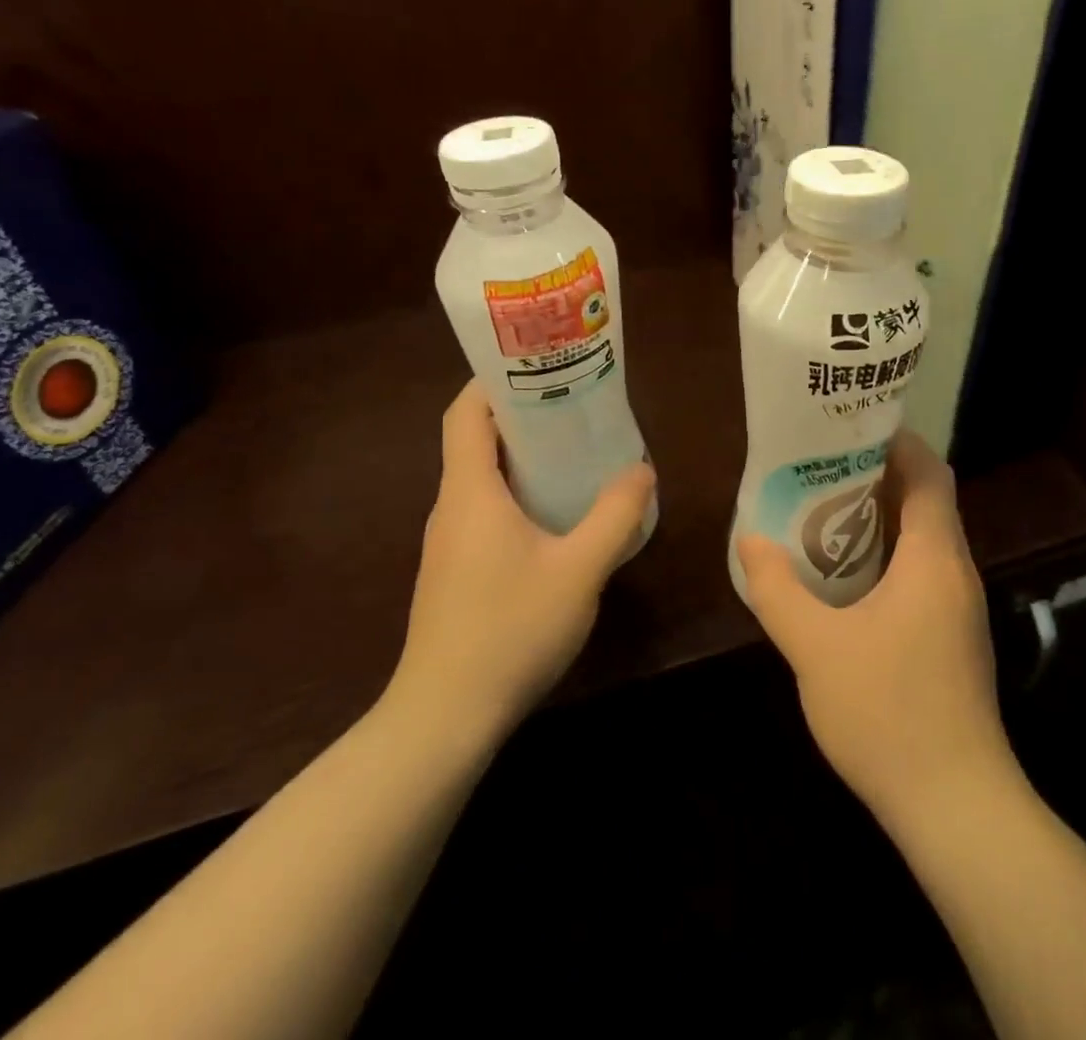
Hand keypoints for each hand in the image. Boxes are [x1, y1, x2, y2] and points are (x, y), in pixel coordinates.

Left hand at [383, 382, 655, 744]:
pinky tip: (558, 517)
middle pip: (476, 440)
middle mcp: (452, 508)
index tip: (538, 365)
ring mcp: (449, 543)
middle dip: (522, 415)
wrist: (444, 719)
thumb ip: (615, 516)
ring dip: (523, 458)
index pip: (465, 413)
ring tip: (576, 452)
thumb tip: (642, 469)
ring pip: (482, 479)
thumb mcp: (579, 570)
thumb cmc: (509, 631)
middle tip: (576, 404)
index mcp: (470, 492)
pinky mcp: (455, 572)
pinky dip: (518, 495)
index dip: (493, 380)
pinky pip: (486, 512)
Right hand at [736, 431, 1017, 829]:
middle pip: (927, 500)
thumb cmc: (888, 714)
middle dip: (879, 476)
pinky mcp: (954, 637)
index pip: (930, 473)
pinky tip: (845, 576)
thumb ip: (777, 590)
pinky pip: (923, 572)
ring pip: (925, 539)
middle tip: (822, 466)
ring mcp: (959, 607)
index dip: (898, 442)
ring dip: (882, 518)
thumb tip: (750, 540)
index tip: (852, 428)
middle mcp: (956, 572)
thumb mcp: (815, 648)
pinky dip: (889, 555)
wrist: (955, 805)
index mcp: (934, 558)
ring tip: (824, 511)